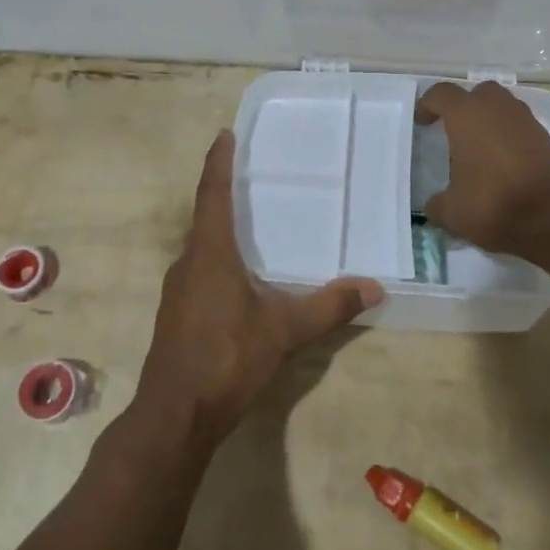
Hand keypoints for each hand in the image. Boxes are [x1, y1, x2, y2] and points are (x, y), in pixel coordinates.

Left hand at [136, 131, 382, 451]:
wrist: (175, 415)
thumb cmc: (226, 358)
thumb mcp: (284, 331)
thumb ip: (329, 307)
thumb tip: (375, 287)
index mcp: (210, 253)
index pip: (213, 194)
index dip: (219, 162)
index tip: (224, 134)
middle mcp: (188, 262)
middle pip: (204, 216)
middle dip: (223, 191)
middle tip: (251, 173)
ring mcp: (177, 289)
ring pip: (201, 245)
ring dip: (220, 227)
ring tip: (251, 220)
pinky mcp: (177, 313)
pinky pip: (199, 269)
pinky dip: (218, 257)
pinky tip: (240, 275)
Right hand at [415, 81, 549, 257]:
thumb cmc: (494, 203)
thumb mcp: (452, 212)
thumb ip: (437, 204)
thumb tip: (433, 204)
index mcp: (466, 115)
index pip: (441, 94)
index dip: (428, 105)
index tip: (422, 121)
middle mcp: (497, 108)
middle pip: (478, 93)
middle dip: (464, 106)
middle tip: (454, 129)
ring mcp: (526, 120)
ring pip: (502, 107)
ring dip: (489, 120)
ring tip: (479, 148)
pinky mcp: (546, 138)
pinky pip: (520, 127)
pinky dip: (509, 137)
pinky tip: (502, 162)